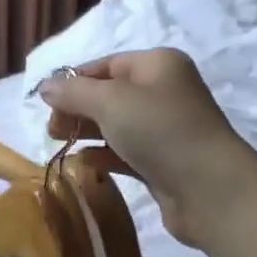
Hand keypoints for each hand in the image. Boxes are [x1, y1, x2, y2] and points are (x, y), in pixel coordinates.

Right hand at [37, 49, 256, 247]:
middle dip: (77, 108)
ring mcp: (165, 128)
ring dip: (88, 132)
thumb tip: (45, 87)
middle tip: (53, 129)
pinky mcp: (163, 162)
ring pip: (116, 124)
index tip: (46, 103)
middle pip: (108, 93)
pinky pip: (125, 151)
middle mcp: (163, 91)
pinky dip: (103, 154)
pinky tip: (83, 163)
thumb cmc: (161, 131)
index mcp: (157, 65)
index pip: (105, 65)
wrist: (212, 191)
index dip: (73, 81)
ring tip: (60, 143)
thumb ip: (73, 92)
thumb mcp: (111, 101)